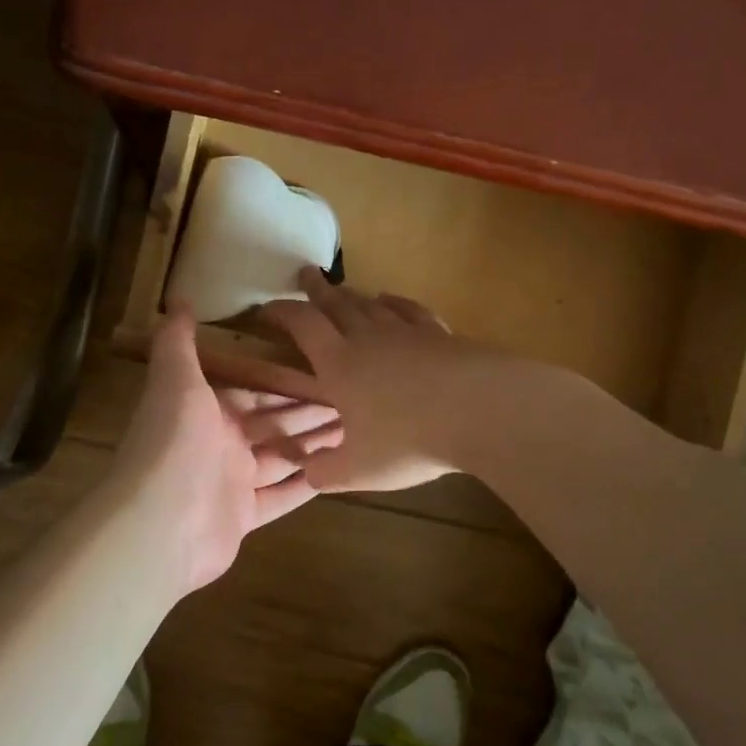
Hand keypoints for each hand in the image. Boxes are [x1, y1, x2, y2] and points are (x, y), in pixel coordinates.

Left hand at [107, 306, 341, 593]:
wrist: (159, 523)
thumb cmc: (174, 443)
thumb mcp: (175, 381)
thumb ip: (177, 341)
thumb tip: (178, 298)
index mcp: (207, 410)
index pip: (256, 391)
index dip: (289, 382)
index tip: (326, 369)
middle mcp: (220, 443)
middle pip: (274, 424)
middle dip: (309, 413)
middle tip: (354, 401)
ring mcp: (232, 483)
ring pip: (281, 458)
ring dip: (314, 445)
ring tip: (357, 430)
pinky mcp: (243, 517)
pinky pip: (281, 497)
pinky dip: (305, 484)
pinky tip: (337, 472)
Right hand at [261, 269, 510, 493]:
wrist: (481, 411)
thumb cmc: (409, 441)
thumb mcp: (357, 470)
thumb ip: (324, 472)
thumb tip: (305, 472)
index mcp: (340, 365)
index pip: (303, 326)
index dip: (281, 313)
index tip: (264, 309)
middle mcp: (369, 340)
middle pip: (337, 304)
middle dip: (317, 289)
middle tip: (306, 273)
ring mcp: (407, 333)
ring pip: (372, 305)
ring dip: (353, 295)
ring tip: (342, 288)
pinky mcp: (441, 335)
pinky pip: (410, 311)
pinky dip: (395, 303)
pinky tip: (391, 301)